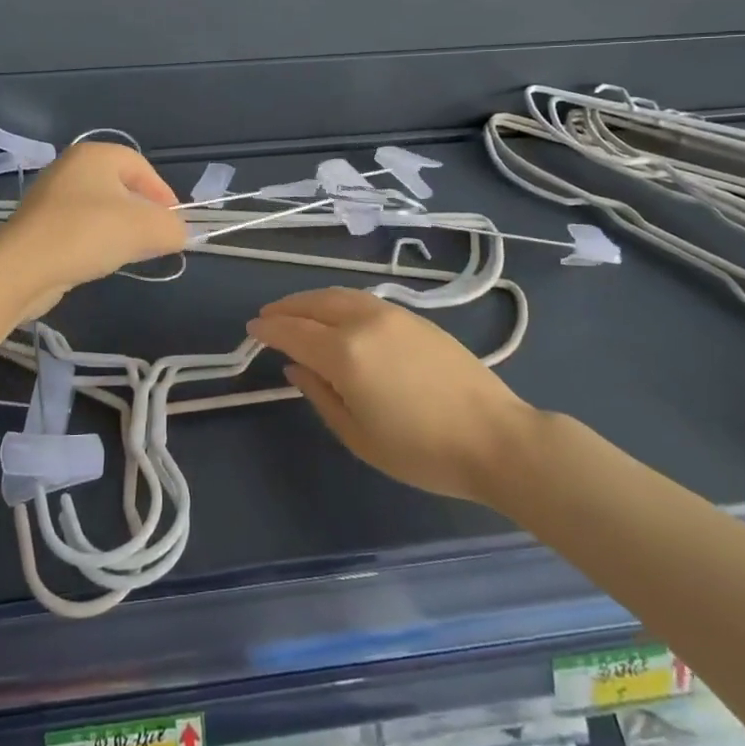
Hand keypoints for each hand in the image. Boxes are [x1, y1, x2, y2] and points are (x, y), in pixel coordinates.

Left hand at [0, 143, 187, 313]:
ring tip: (131, 252)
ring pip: (101, 208)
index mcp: (96, 155)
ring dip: (121, 229)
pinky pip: (80, 226)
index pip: (142, 168)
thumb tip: (177, 233)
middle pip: (122, 187)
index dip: (164, 195)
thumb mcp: (146, 229)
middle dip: (144, 213)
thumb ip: (172, 228)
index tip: (174, 223)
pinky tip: (100, 260)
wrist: (22, 268)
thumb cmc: (88, 233)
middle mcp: (71, 167)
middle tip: (157, 238)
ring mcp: (51, 195)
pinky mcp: (39, 224)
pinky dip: (96, 240)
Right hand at [250, 287, 532, 503]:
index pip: (294, 332)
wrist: (493, 436)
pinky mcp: (413, 316)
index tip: (251, 331)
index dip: (269, 330)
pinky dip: (337, 301)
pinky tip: (335, 314)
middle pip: (314, 304)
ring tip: (296, 311)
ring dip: (310, 300)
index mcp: (345, 354)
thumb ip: (321, 396)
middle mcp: (363, 322)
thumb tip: (296, 368)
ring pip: (338, 295)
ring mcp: (391, 314)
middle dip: (286, 308)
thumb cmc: (422, 450)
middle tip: (267, 317)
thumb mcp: (359, 436)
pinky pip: (362, 299)